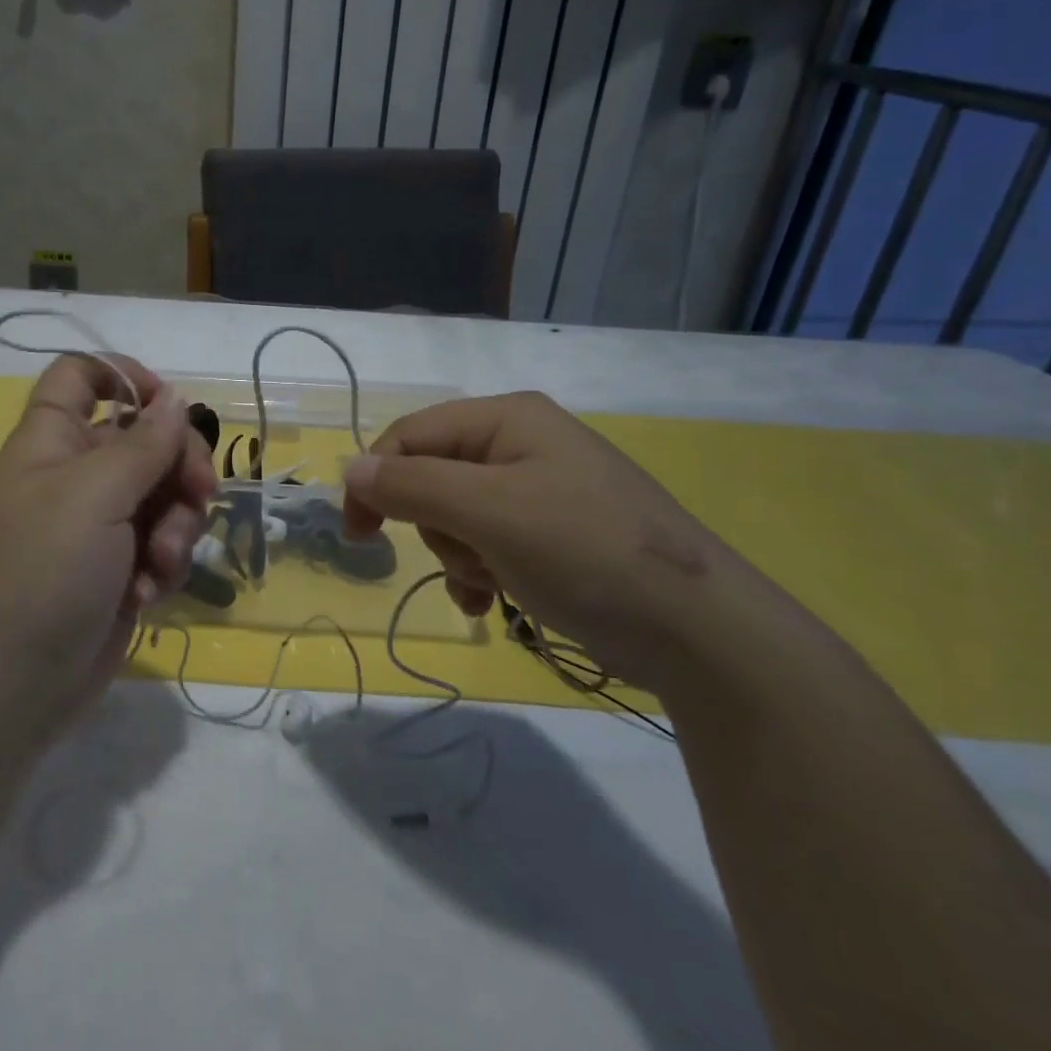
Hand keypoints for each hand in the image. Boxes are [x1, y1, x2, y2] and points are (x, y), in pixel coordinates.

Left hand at [0, 355, 215, 737]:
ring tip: (157, 566)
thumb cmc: (42, 572)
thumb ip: (144, 443)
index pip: (82, 376)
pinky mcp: (120, 569)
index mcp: (54, 440)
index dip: (126, 376)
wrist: (10, 689)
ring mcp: (100, 525)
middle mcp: (77, 475)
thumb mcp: (95, 495)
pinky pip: (162, 544)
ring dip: (176, 527)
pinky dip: (163, 567)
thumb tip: (175, 398)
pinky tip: (146, 597)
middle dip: (180, 467)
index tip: (170, 405)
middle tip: (200, 494)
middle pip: (147, 439)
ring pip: (166, 495)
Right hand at [341, 392, 758, 694]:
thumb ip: (413, 486)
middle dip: (437, 526)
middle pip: (434, 477)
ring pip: (457, 516)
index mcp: (508, 419)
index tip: (359, 535)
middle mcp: (522, 444)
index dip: (376, 479)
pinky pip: (487, 542)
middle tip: (468, 556)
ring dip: (460, 556)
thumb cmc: (585, 551)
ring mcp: (540, 490)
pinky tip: (494, 602)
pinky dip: (480, 572)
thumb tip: (351, 469)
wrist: (699, 631)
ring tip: (492, 583)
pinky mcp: (554, 533)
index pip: (411, 435)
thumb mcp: (489, 512)